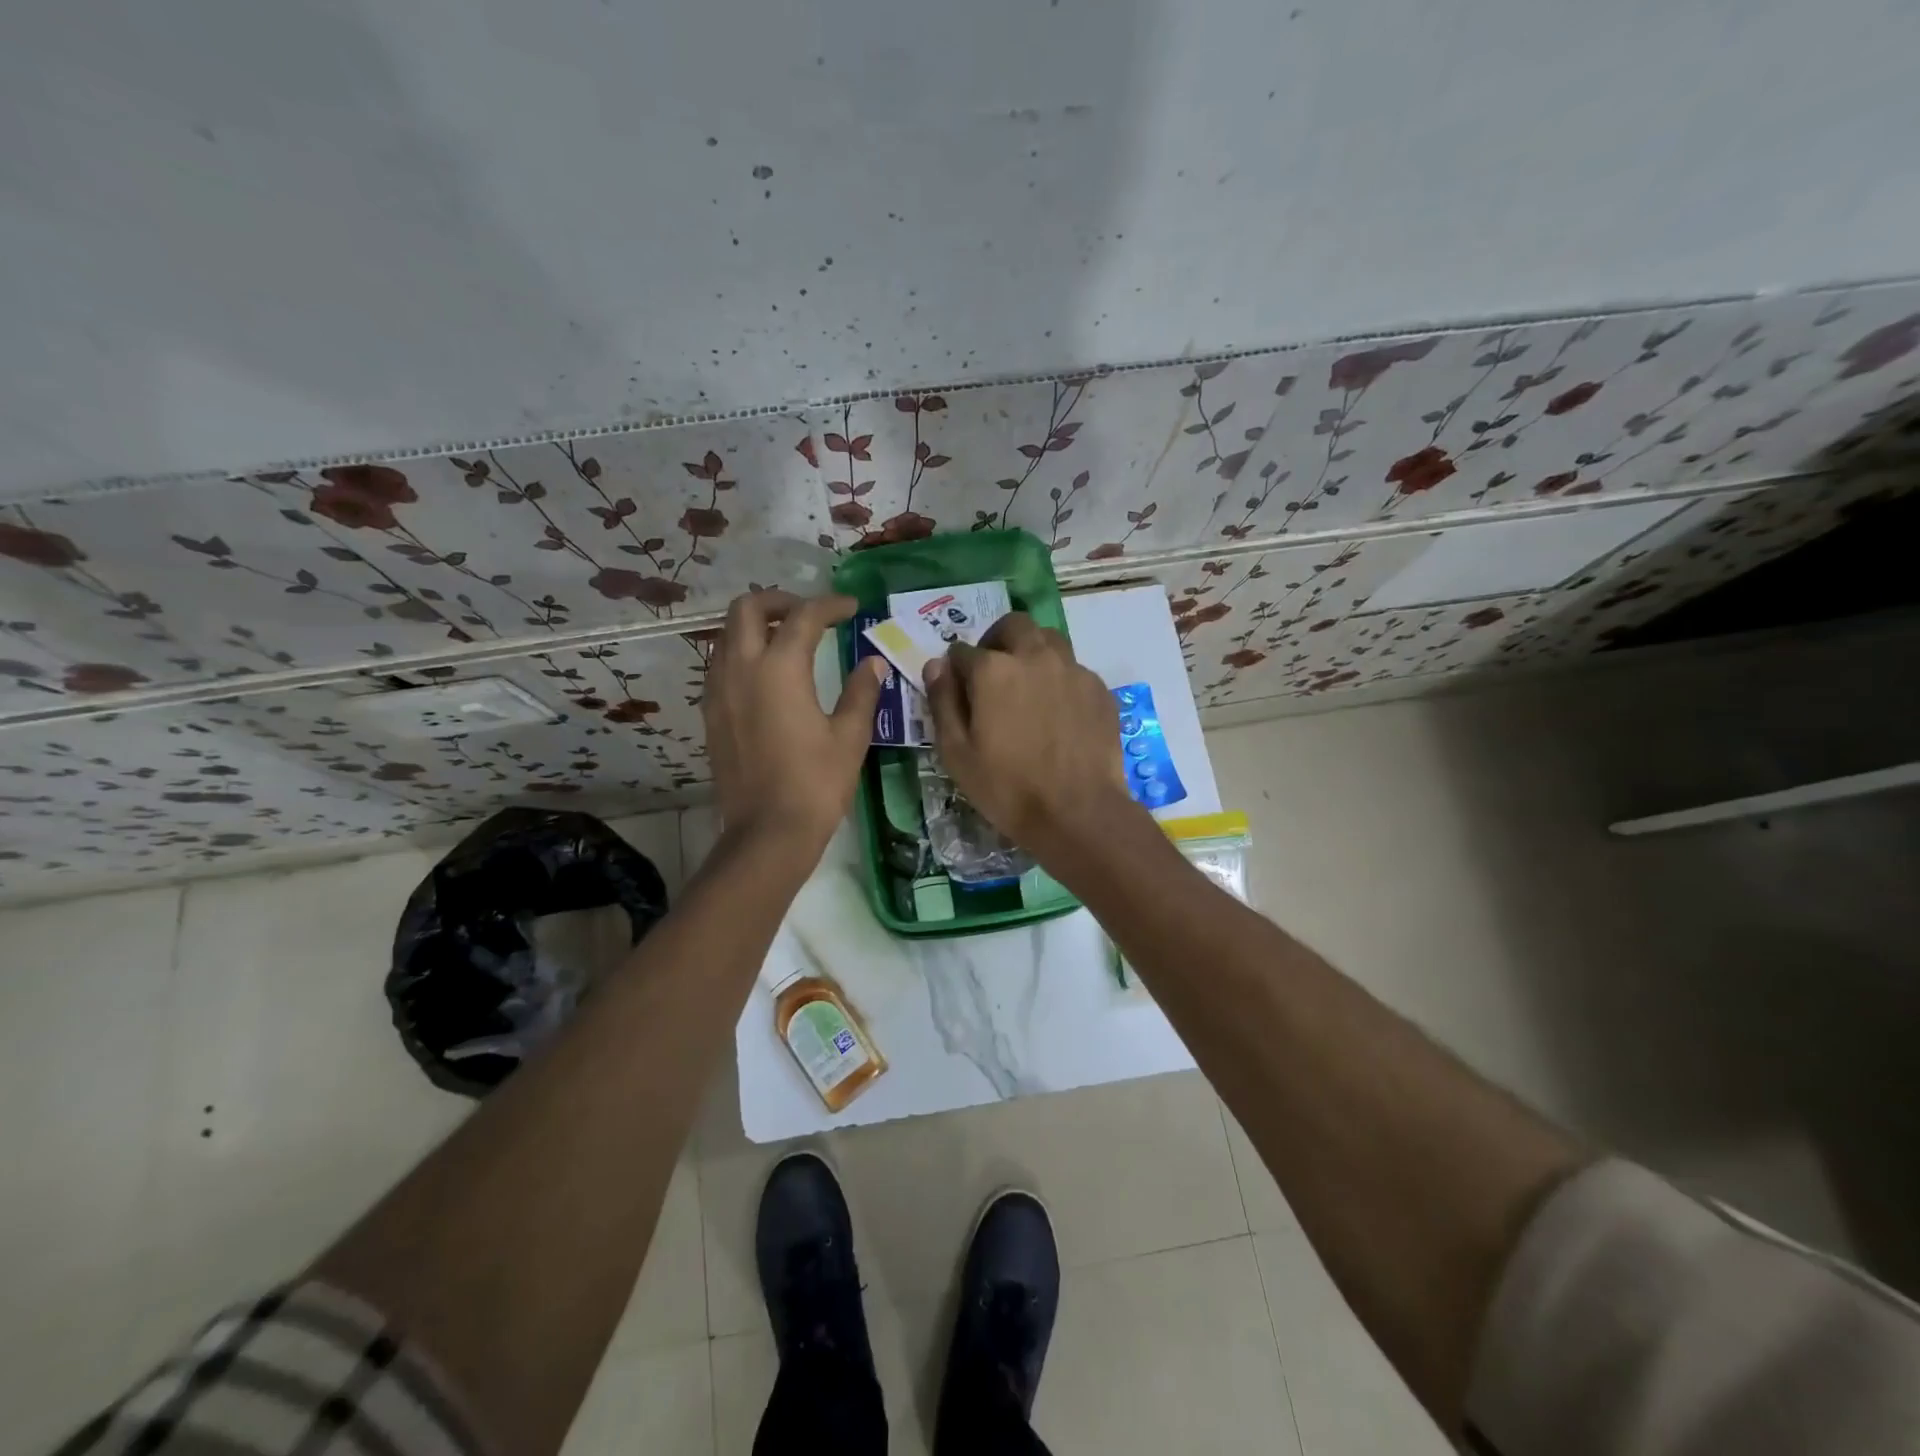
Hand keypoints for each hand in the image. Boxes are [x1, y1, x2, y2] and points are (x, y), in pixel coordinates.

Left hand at [703, 591, 884, 853]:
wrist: (767, 834)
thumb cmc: (815, 784)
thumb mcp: (850, 736)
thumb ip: (862, 691)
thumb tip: (873, 662)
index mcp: (780, 669)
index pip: (804, 616)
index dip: (830, 605)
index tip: (852, 608)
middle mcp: (741, 669)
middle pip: (747, 608)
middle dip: (780, 601)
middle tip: (810, 615)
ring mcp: (718, 691)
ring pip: (727, 635)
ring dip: (756, 625)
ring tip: (788, 640)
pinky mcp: (711, 714)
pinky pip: (720, 665)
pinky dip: (742, 653)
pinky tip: (767, 676)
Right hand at [922, 613, 1133, 857]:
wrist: (1078, 812)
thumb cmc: (1007, 787)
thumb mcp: (957, 753)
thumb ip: (943, 702)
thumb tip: (936, 665)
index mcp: (993, 670)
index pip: (962, 652)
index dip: (955, 670)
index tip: (958, 690)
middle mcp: (1034, 656)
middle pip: (1012, 626)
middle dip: (996, 640)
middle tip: (992, 672)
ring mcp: (1072, 669)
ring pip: (1048, 639)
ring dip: (1031, 650)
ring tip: (1027, 684)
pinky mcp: (1098, 688)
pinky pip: (1073, 668)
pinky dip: (1059, 678)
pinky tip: (1058, 711)